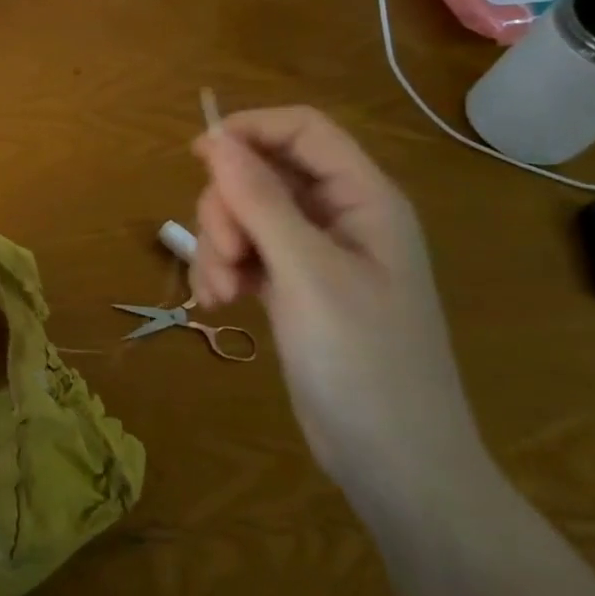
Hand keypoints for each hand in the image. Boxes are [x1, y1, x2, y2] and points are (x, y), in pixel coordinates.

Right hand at [189, 107, 486, 500]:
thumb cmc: (364, 362)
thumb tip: (215, 138)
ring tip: (220, 296)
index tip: (198, 156)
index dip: (250, 130)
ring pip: (244, 214)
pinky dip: (222, 271)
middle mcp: (339, 217)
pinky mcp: (293, 285)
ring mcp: (315, 253)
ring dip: (219, 247)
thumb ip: (259, 200)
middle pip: (262, 174)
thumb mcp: (306, 273)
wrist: (395, 465)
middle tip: (225, 257)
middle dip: (228, 210)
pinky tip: (218, 305)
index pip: (303, 130)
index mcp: (364, 200)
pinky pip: (243, 252)